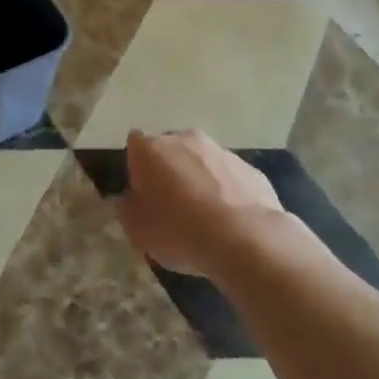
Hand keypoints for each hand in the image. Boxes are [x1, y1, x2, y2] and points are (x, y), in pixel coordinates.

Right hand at [117, 129, 284, 277]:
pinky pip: (230, 179)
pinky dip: (227, 193)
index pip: (134, 147)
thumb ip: (128, 207)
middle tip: (171, 208)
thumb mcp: (136, 230)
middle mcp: (185, 139)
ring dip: (199, 181)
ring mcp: (221, 151)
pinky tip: (230, 223)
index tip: (142, 197)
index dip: (136, 171)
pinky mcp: (251, 169)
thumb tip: (131, 198)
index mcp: (151, 148)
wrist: (246, 239)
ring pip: (202, 163)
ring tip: (204, 220)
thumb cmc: (179, 231)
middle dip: (169, 172)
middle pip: (170, 151)